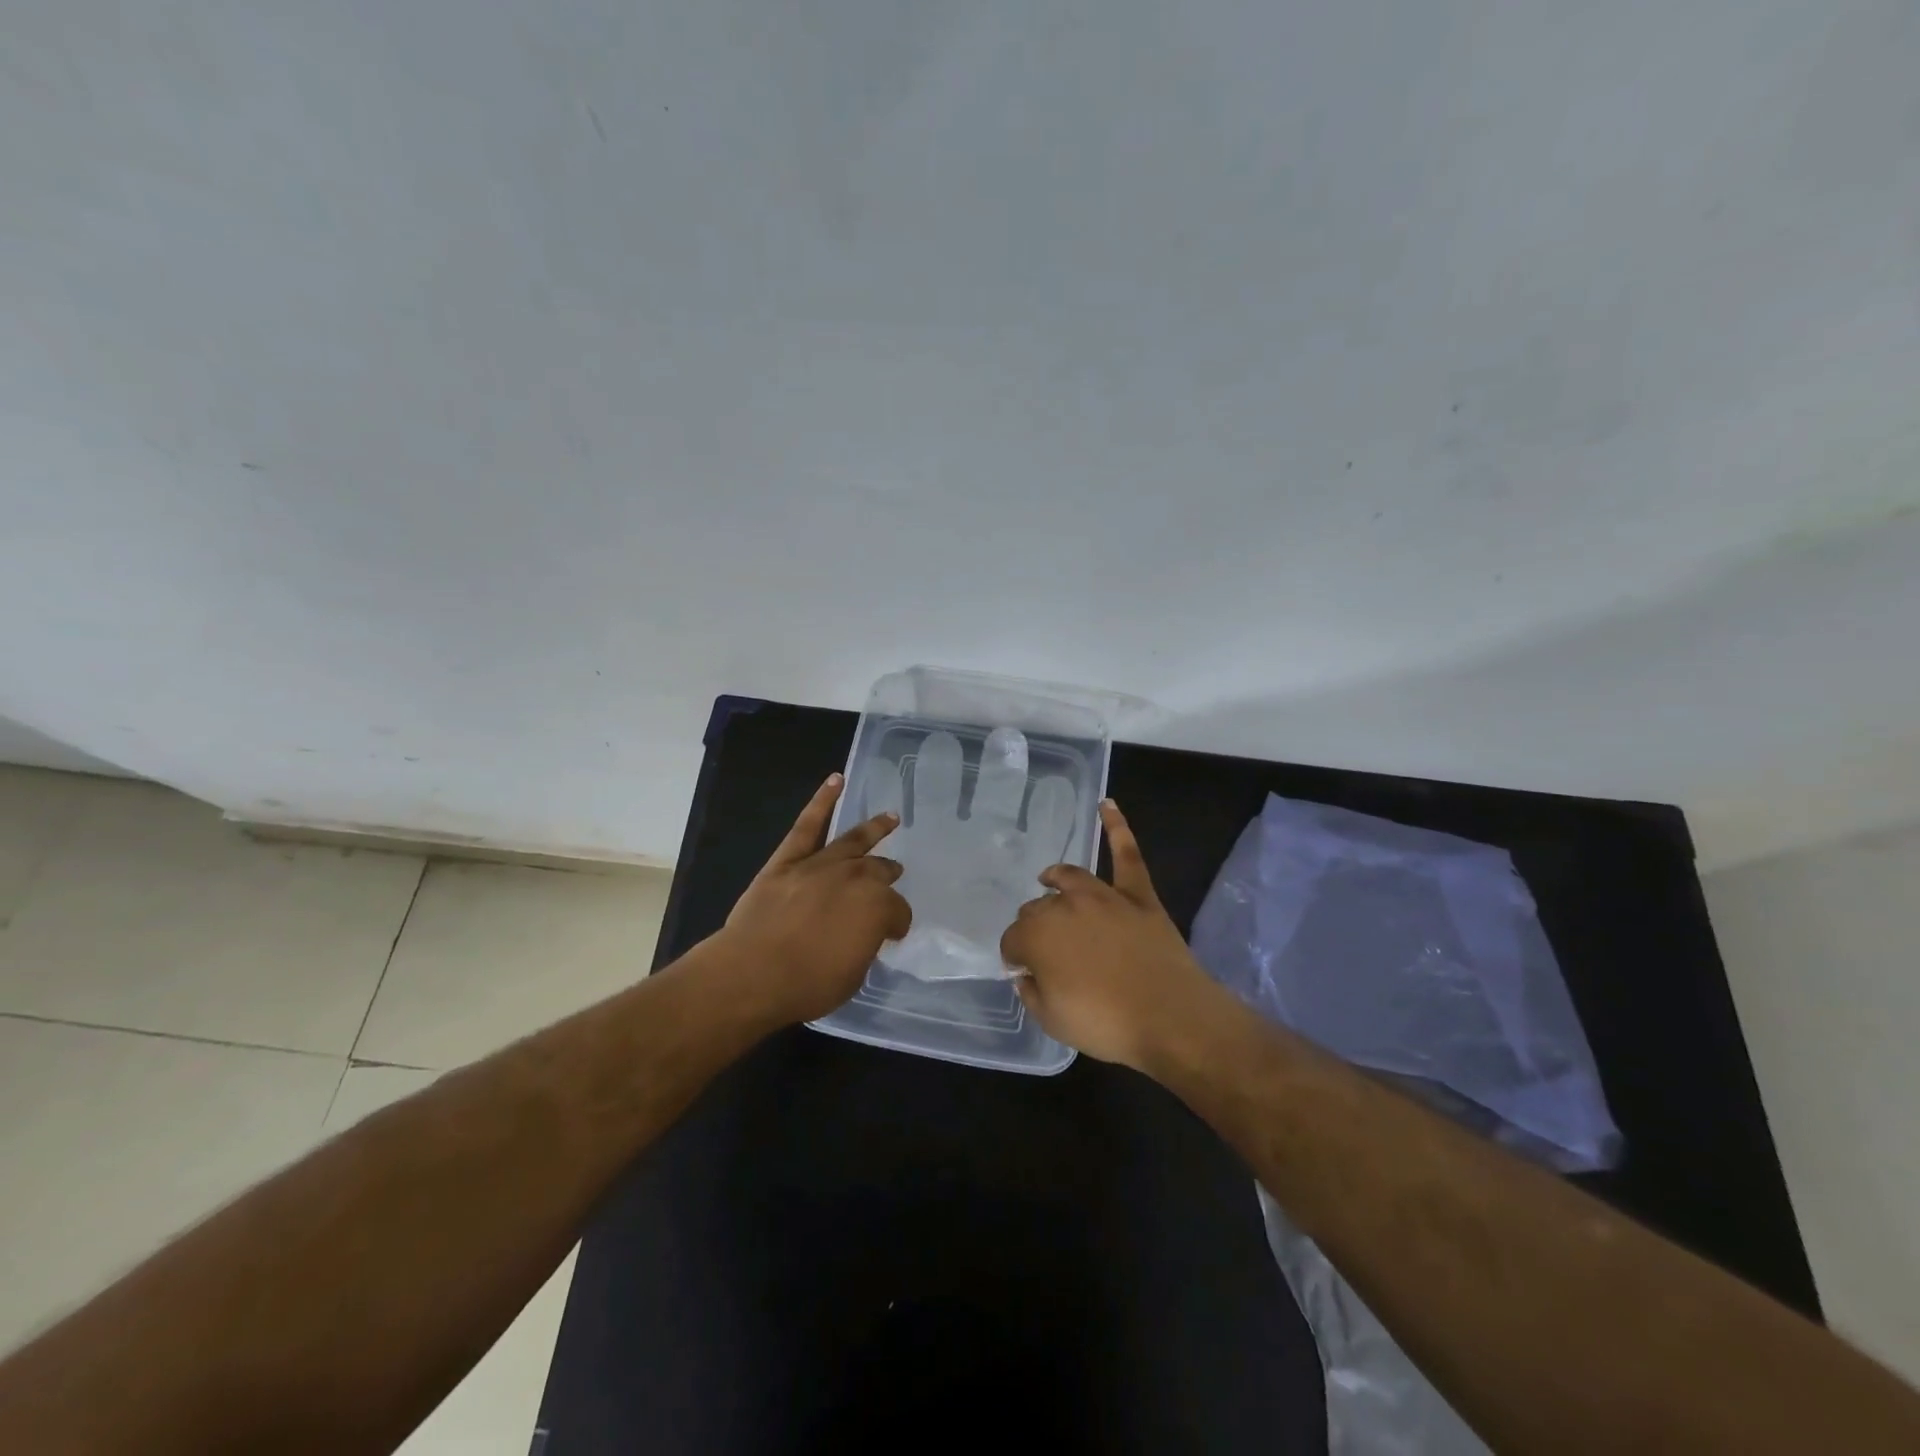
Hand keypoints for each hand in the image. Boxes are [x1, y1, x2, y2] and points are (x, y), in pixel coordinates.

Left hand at [717, 773, 911, 1025]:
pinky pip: (807, 825)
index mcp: (877, 907)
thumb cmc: (808, 983)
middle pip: (878, 871)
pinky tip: (835, 781)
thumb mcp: (852, 975)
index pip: (898, 911)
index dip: (897, 923)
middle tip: (894, 873)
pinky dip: (822, 801)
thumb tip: (859, 935)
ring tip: (889, 818)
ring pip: (852, 840)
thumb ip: (862, 946)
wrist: (754, 973)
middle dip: (888, 874)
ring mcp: (819, 865)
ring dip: (873, 829)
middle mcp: (854, 878)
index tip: (893, 933)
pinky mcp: (788, 861)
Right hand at [999, 800, 1220, 1070]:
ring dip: (1055, 879)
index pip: (1012, 940)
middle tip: (1045, 950)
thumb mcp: (1052, 1020)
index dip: (1015, 956)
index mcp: (1037, 936)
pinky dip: (1117, 828)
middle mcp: (1064, 906)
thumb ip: (1031, 992)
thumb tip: (1025, 973)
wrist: (1170, 1017)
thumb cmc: (1105, 1023)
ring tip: (1048, 879)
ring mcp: (1103, 896)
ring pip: (1069, 878)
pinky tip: (1107, 806)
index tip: (1022, 971)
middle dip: (1034, 926)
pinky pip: (1126, 855)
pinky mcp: (1137, 894)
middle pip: (1037, 909)